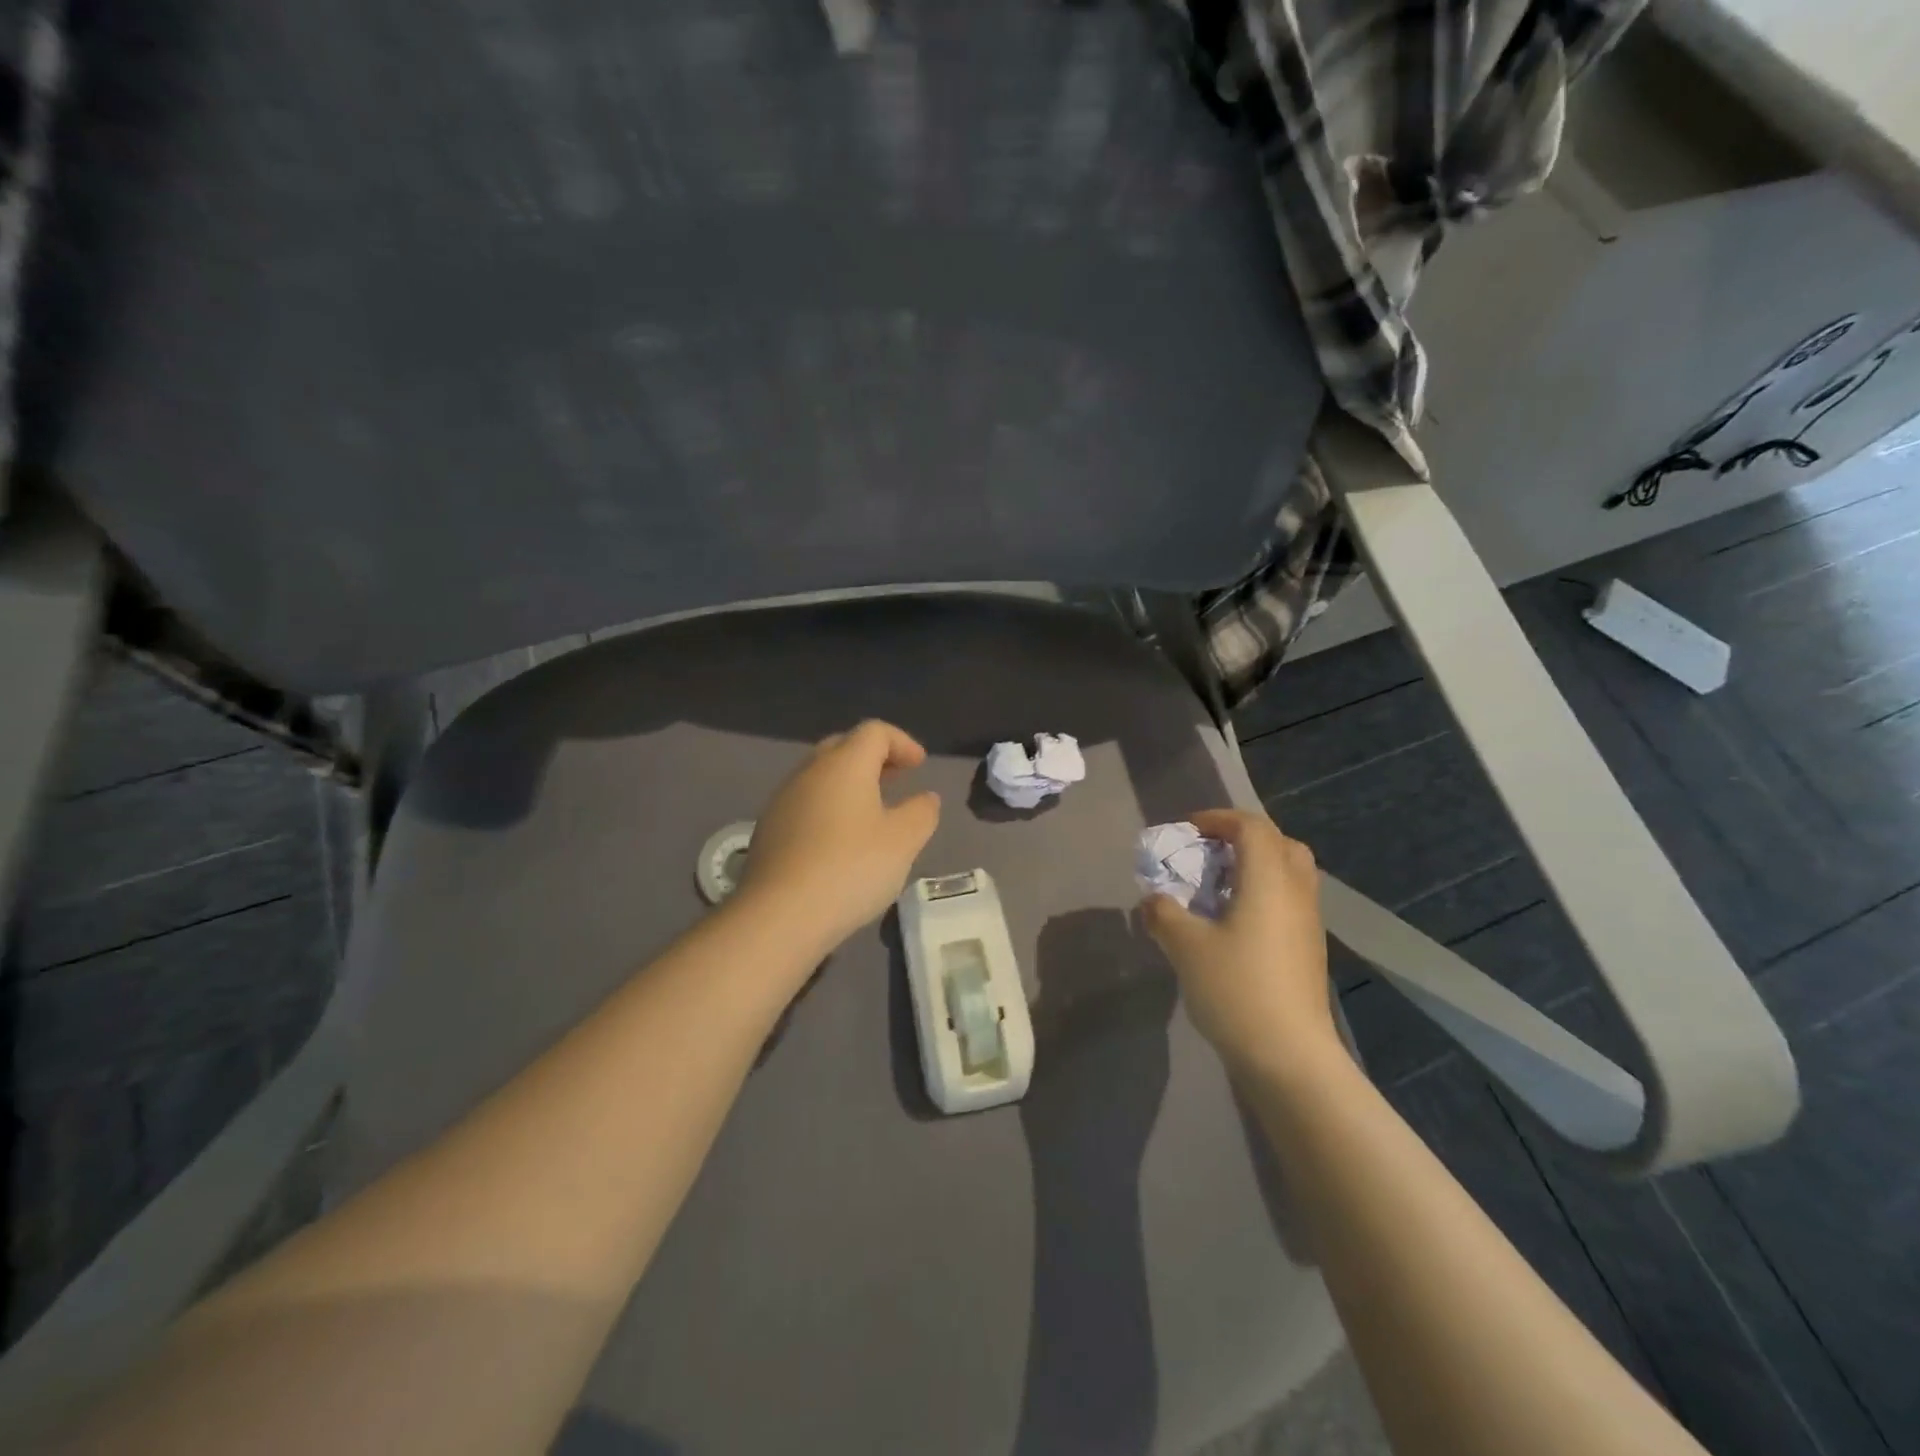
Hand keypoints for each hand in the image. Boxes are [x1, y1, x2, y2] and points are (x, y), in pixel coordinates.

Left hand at [737, 720, 941, 954]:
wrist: (779, 915)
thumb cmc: (850, 868)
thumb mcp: (903, 841)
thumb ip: (921, 813)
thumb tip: (926, 798)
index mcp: (844, 764)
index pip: (874, 732)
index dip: (902, 742)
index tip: (919, 766)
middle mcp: (809, 772)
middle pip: (843, 747)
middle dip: (873, 758)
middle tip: (897, 780)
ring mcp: (783, 801)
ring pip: (821, 776)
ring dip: (849, 784)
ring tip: (872, 812)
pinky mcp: (768, 831)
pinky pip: (805, 804)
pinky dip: (829, 808)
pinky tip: (840, 841)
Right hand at [1140, 809, 1339, 1076]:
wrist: (1289, 1056)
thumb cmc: (1236, 989)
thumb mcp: (1185, 946)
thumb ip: (1163, 913)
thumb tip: (1153, 899)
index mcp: (1269, 880)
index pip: (1252, 827)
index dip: (1219, 819)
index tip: (1187, 831)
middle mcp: (1296, 893)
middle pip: (1280, 843)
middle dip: (1243, 838)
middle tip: (1209, 853)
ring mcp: (1308, 923)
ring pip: (1289, 874)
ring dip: (1255, 867)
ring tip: (1218, 887)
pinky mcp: (1309, 950)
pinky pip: (1289, 901)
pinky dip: (1263, 894)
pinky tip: (1234, 923)